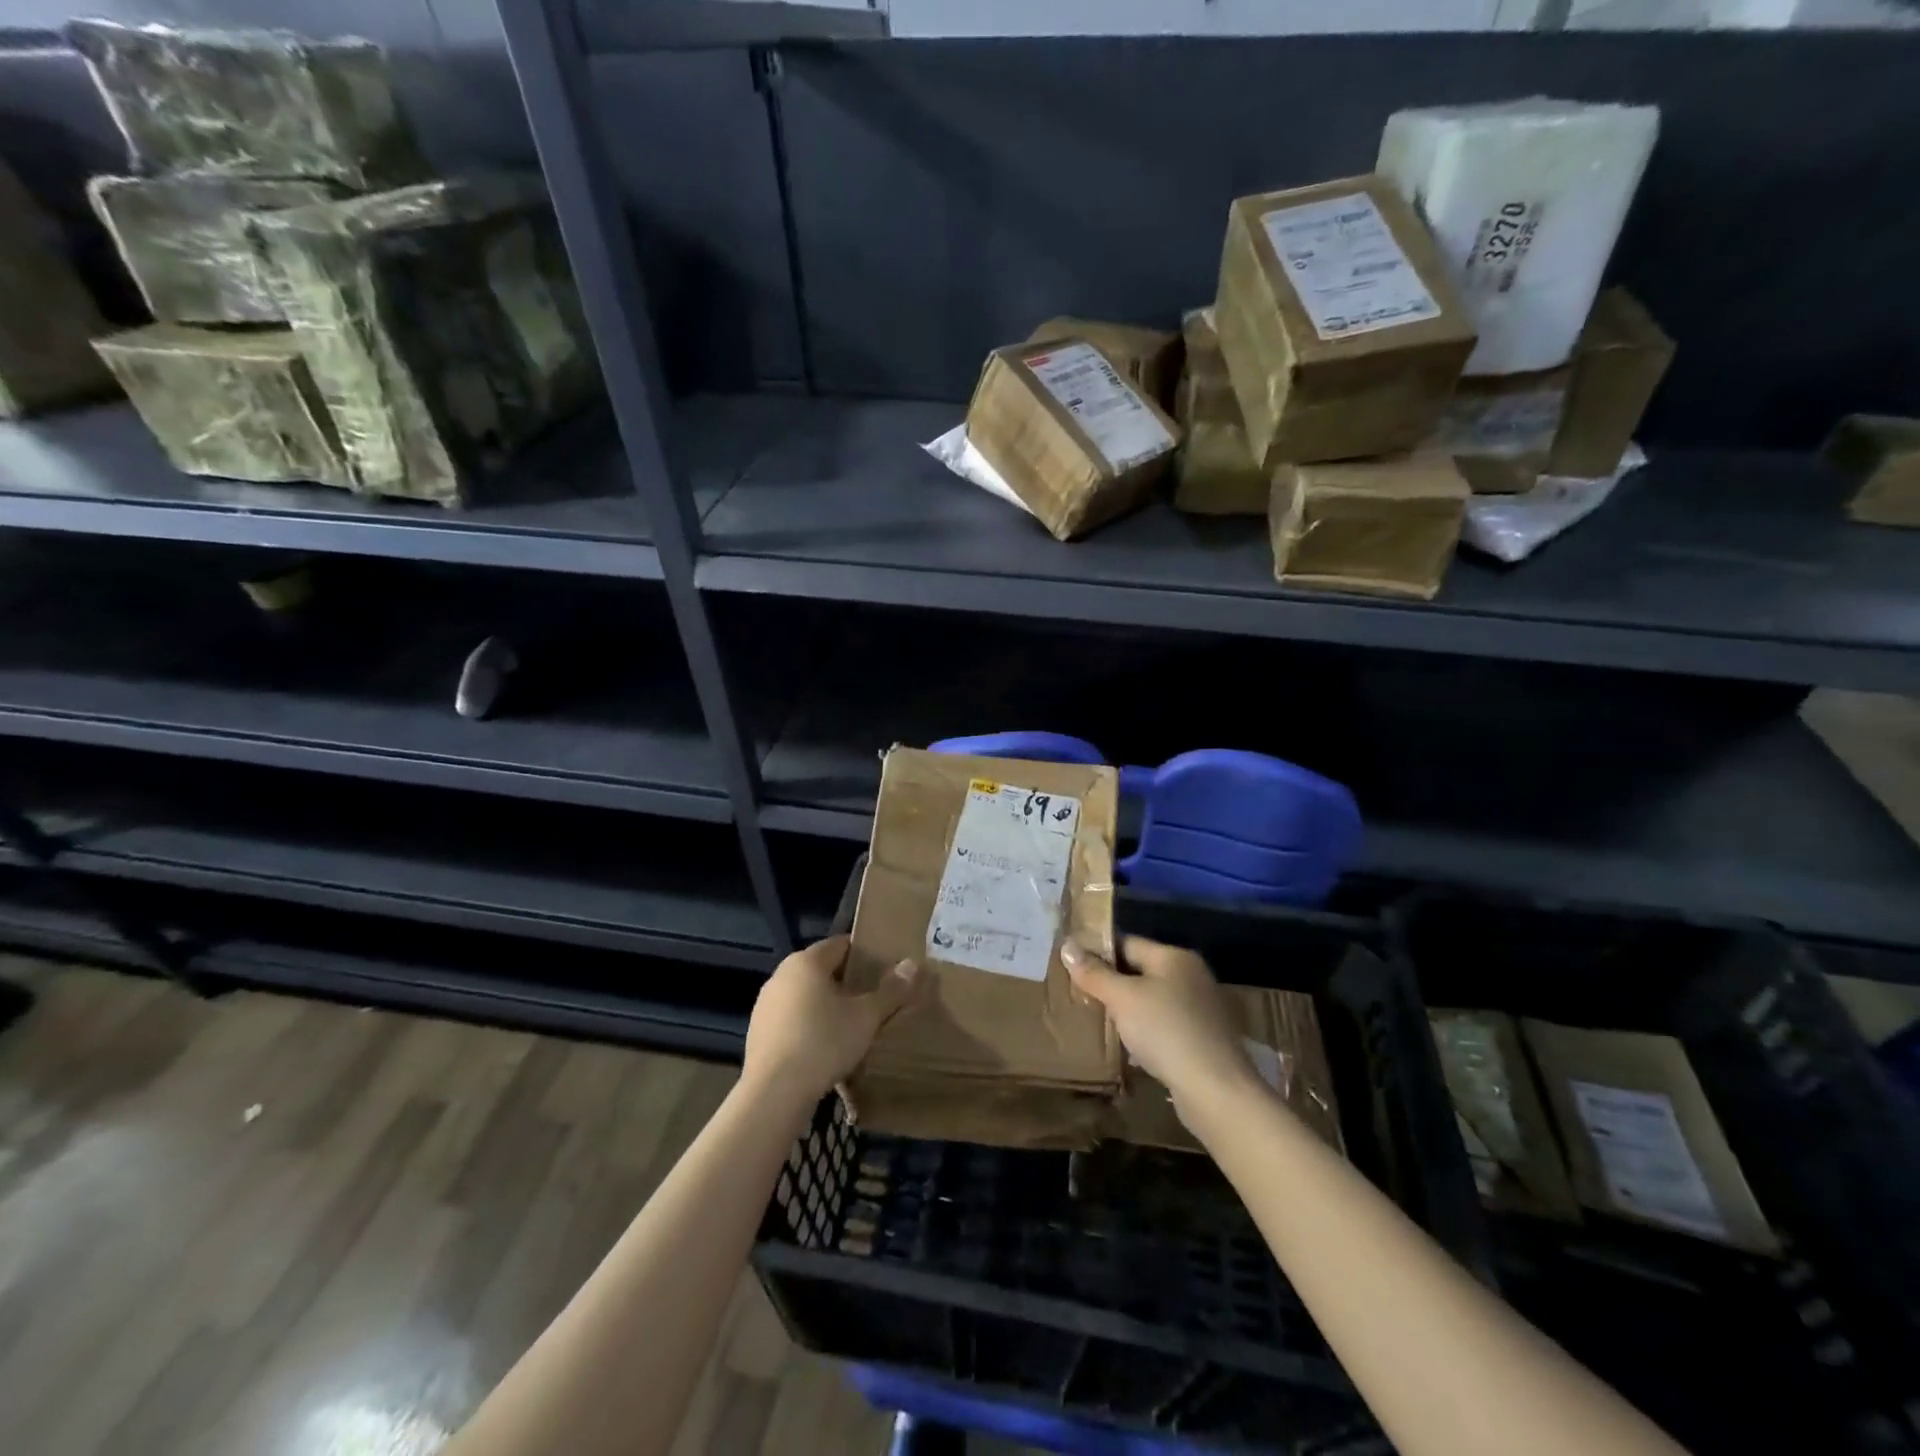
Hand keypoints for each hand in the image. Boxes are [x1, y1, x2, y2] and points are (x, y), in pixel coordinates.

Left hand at [743, 935, 920, 1102]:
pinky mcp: (757, 1032)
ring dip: (826, 1006)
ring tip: (851, 1027)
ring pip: (805, 996)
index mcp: (806, 962)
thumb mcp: (866, 1017)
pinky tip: (823, 1049)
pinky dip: (808, 1027)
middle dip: (846, 983)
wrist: (774, 1093)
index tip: (884, 972)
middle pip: (822, 970)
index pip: (841, 945)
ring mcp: (765, 1004)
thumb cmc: (824, 1042)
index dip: (865, 955)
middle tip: (872, 1001)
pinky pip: (791, 1020)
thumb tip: (913, 965)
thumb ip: (891, 990)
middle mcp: (781, 975)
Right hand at [1063, 936, 1263, 1117]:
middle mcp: (1191, 976)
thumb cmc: (1166, 1031)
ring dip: (1127, 1009)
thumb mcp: (1122, 998)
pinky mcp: (1202, 1039)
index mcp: (1174, 957)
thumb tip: (1067, 946)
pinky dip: (1144, 1031)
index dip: (1098, 952)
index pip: (1127, 942)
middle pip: (1140, 970)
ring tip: (1098, 1021)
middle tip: (1079, 995)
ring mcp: (1200, 1009)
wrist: (1216, 1090)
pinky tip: (1128, 1047)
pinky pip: (1164, 1025)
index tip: (1071, 966)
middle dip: (1111, 983)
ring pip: (1151, 1000)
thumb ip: (1094, 973)